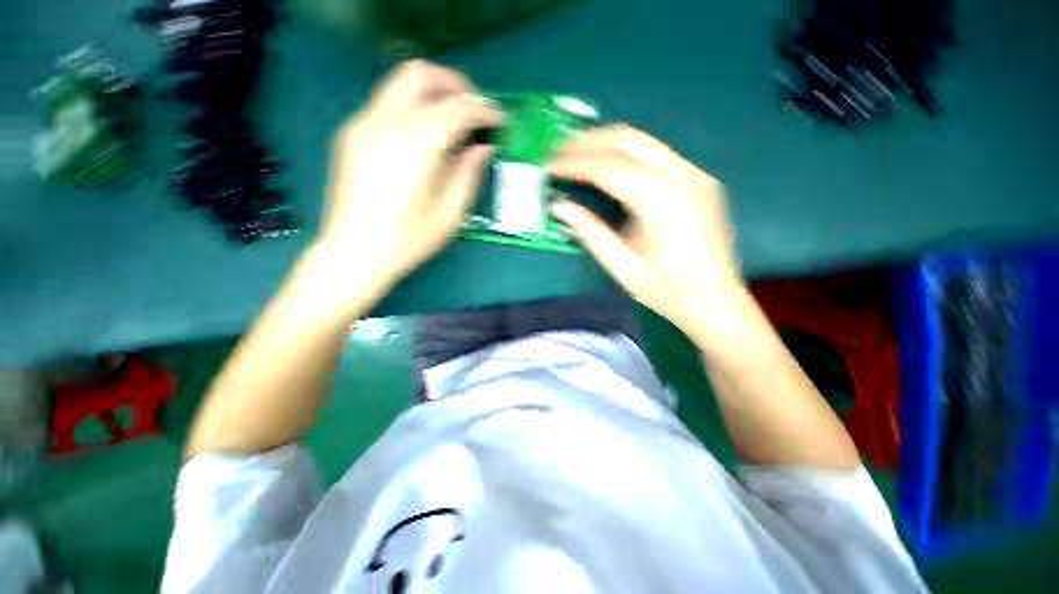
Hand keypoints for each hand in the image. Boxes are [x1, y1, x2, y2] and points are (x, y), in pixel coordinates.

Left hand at [308, 60, 501, 304]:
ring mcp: (362, 124)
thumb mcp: (450, 213)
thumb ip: (468, 173)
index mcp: (415, 145)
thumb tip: (483, 148)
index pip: (457, 108)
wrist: (353, 252)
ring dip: (434, 92)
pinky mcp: (352, 133)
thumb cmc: (408, 240)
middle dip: (455, 84)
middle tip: (475, 109)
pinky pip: (388, 103)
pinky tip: (426, 135)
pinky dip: (414, 106)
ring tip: (455, 119)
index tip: (499, 120)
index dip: (484, 110)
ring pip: (401, 82)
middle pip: (421, 74)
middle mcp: (384, 122)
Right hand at [549, 124, 743, 339]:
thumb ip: (590, 232)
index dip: (575, 164)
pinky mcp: (698, 180)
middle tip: (558, 151)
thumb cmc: (667, 291)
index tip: (549, 165)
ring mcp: (696, 175)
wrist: (716, 301)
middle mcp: (684, 177)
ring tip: (575, 154)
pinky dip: (624, 155)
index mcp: (664, 202)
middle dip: (588, 142)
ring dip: (605, 144)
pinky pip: (655, 155)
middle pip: (628, 140)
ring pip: (643, 142)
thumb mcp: (622, 267)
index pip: (610, 169)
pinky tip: (605, 166)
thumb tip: (559, 206)